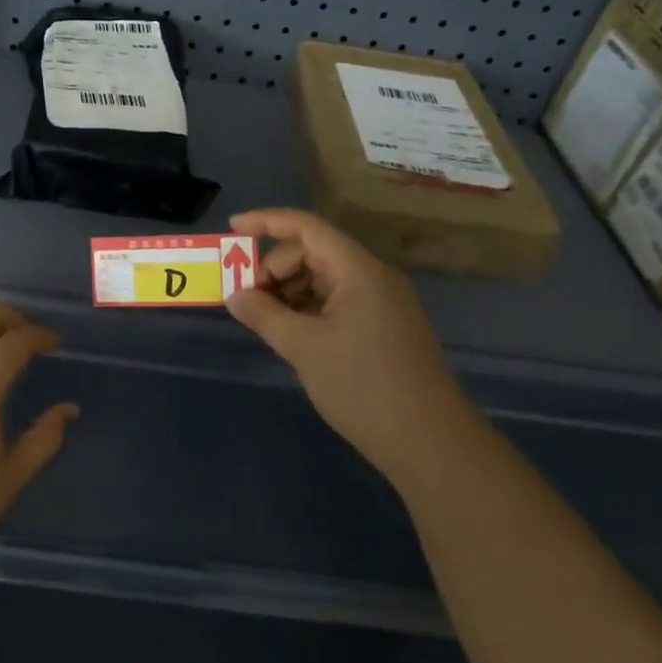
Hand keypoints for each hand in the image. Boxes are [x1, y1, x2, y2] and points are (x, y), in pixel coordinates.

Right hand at [225, 208, 470, 480]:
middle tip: (247, 300)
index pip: (307, 227)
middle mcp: (372, 277)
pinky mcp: (383, 327)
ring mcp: (381, 302)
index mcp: (358, 270)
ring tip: (266, 322)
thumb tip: (234, 295)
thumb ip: (264, 314)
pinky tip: (291, 334)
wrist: (429, 441)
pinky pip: (336, 301)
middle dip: (275, 268)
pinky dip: (308, 309)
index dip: (266, 221)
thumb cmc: (363, 386)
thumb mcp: (303, 348)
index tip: (232, 229)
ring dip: (289, 291)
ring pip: (323, 278)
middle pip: (313, 252)